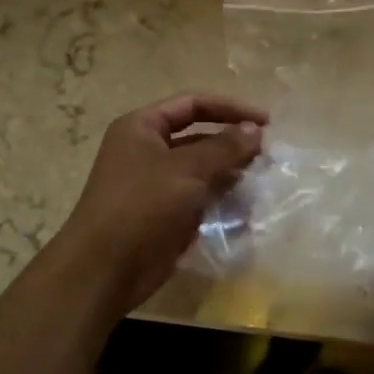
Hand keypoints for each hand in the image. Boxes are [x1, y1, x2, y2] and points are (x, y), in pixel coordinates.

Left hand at [56, 94, 267, 312]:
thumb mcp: (187, 169)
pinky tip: (246, 207)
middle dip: (233, 145)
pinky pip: (200, 197)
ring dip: (231, 173)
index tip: (267, 123)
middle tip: (267, 157)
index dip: (231, 108)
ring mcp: (156, 184)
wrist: (106, 268)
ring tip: (261, 181)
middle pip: (199, 136)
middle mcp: (147, 150)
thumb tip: (256, 130)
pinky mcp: (166, 213)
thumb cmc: (142, 206)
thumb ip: (225, 146)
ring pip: (203, 169)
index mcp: (142, 128)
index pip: (193, 104)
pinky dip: (222, 198)